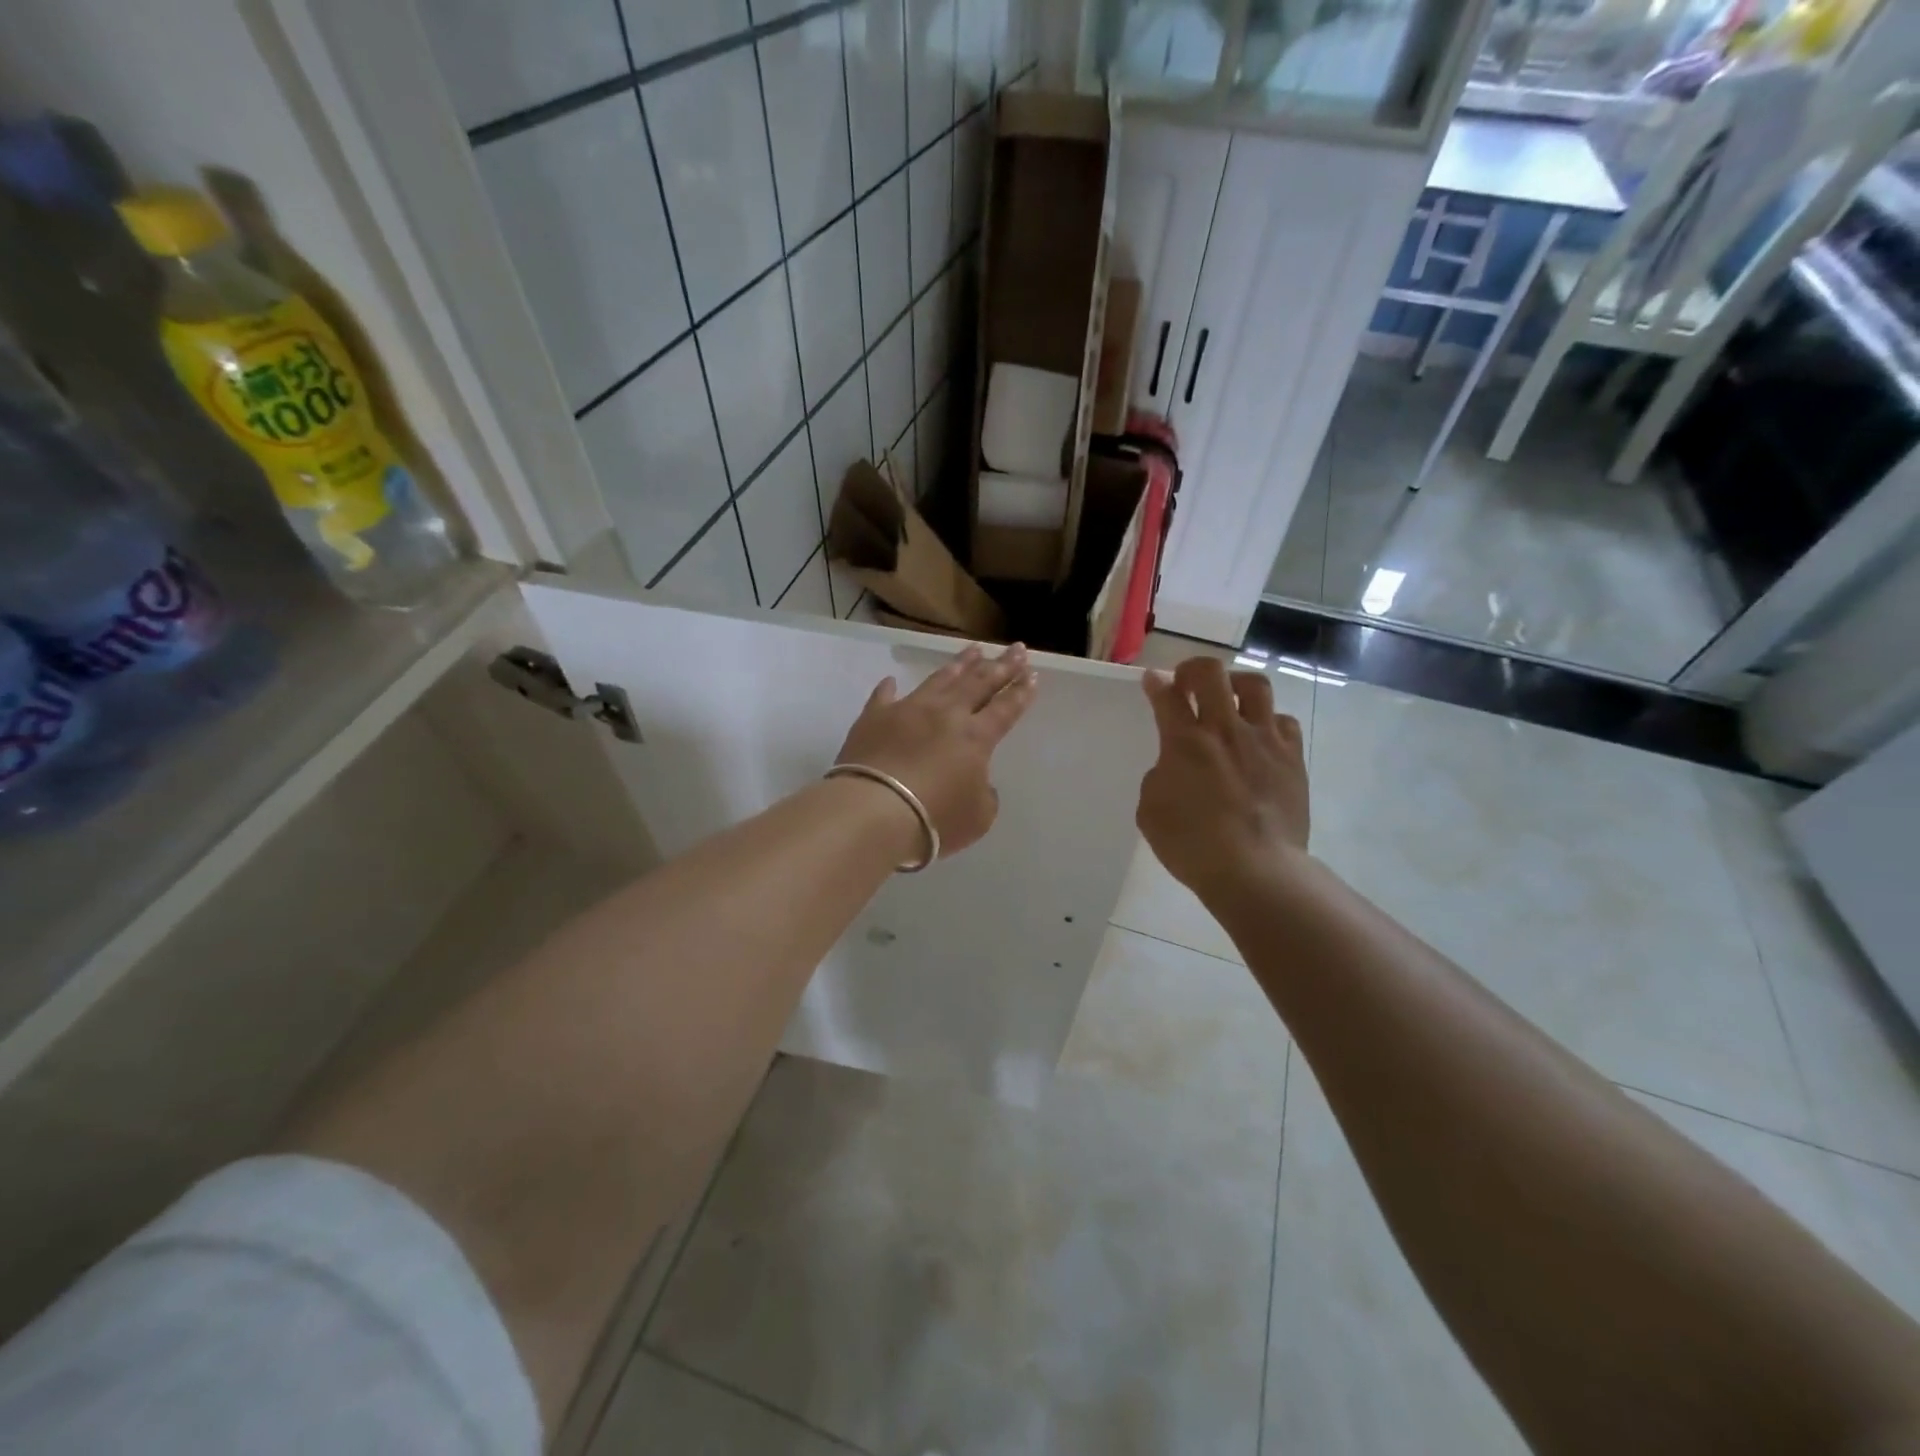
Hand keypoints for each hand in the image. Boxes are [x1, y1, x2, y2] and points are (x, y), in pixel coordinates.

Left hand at [835, 643, 1037, 858]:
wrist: (874, 811)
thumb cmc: (935, 819)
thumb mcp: (977, 817)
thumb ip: (984, 794)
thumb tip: (976, 780)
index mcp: (976, 737)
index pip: (1005, 708)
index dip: (1020, 692)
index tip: (1032, 673)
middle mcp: (946, 714)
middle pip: (979, 683)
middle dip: (1001, 665)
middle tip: (1017, 648)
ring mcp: (908, 711)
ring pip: (939, 680)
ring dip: (960, 664)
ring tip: (974, 650)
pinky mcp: (874, 718)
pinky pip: (884, 696)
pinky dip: (889, 688)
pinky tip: (892, 680)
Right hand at [1137, 656, 1309, 897]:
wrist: (1255, 869)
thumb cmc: (1192, 845)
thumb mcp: (1150, 812)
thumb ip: (1159, 777)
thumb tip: (1175, 767)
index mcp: (1184, 742)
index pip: (1166, 696)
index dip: (1155, 683)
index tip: (1152, 681)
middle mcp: (1224, 729)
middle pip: (1210, 674)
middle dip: (1193, 670)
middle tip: (1187, 685)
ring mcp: (1264, 740)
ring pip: (1254, 686)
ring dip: (1235, 685)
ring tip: (1229, 699)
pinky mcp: (1293, 758)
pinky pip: (1283, 721)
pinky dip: (1268, 722)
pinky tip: (1260, 737)